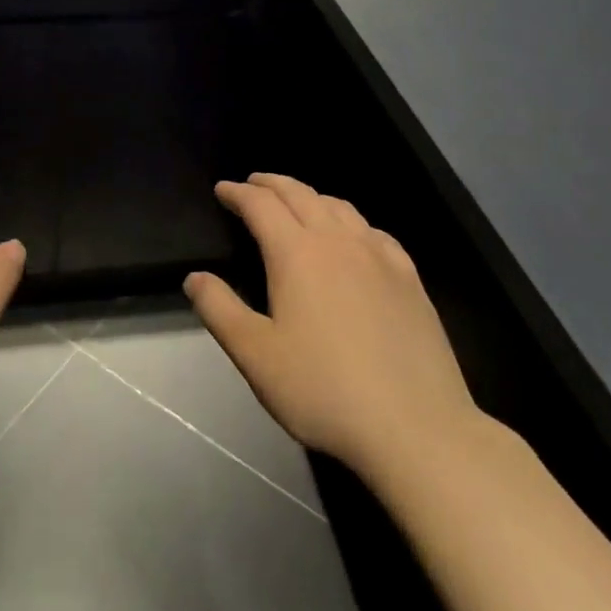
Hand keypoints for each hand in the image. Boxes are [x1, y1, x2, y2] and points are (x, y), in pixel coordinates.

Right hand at [185, 173, 479, 485]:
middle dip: (272, 184)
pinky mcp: (410, 280)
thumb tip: (194, 277)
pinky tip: (354, 237)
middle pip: (301, 195)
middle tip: (253, 183)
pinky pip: (374, 232)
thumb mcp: (255, 355)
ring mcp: (380, 258)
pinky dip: (350, 221)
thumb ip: (220, 309)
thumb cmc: (323, 389)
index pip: (261, 205)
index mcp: (296, 254)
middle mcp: (338, 242)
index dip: (238, 193)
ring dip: (310, 196)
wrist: (416, 427)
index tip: (222, 189)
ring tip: (296, 202)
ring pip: (340, 207)